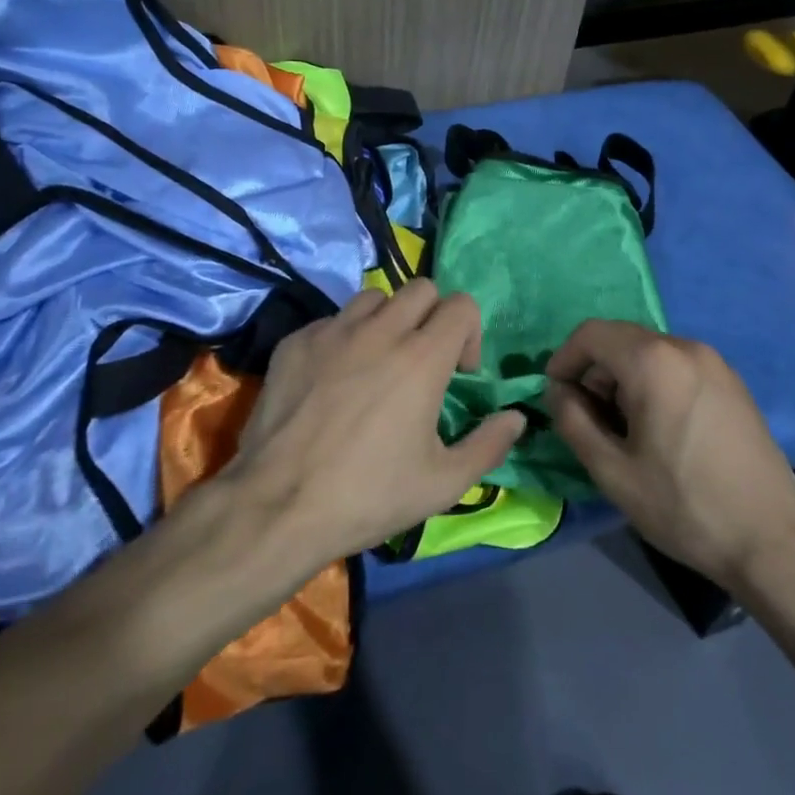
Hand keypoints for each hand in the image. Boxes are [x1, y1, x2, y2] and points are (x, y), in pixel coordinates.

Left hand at [227, 281, 524, 569]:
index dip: (470, 333)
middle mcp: (380, 330)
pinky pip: (331, 320)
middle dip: (433, 316)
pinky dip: (344, 338)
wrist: (277, 506)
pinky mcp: (296, 342)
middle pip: (421, 288)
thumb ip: (489, 445)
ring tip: (378, 362)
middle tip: (422, 360)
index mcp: (422, 357)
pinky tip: (333, 379)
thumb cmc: (368, 496)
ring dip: (387, 320)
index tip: (459, 373)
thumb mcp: (442, 484)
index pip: (462, 305)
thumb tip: (517, 417)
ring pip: (374, 297)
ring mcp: (333, 331)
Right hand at [546, 321, 794, 586]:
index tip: (556, 396)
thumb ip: (573, 421)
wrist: (773, 542)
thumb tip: (558, 392)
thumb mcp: (612, 471)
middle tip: (587, 419)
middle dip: (594, 371)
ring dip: (623, 378)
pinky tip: (659, 428)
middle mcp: (685, 347)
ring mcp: (715, 363)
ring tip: (623, 429)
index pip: (591, 334)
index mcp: (653, 361)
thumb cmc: (684, 506)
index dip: (564, 359)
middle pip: (621, 339)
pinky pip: (678, 366)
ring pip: (650, 352)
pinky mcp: (733, 383)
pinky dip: (654, 382)